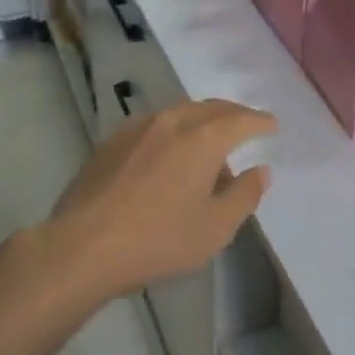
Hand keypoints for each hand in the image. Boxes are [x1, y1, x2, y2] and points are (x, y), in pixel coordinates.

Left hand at [32, 100, 274, 301]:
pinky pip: (153, 126)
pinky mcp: (111, 142)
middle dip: (232, 115)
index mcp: (203, 138)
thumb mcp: (215, 227)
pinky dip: (172, 132)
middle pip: (210, 108)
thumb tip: (261, 171)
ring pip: (179, 113)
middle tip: (245, 127)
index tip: (271, 125)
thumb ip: (244, 195)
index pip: (241, 119)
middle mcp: (171, 121)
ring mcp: (136, 128)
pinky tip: (167, 157)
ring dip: (200, 122)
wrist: (83, 246)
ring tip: (207, 147)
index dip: (260, 122)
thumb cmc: (159, 239)